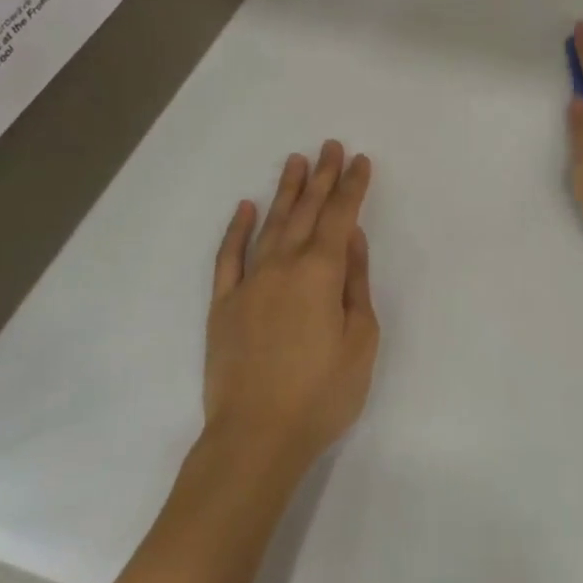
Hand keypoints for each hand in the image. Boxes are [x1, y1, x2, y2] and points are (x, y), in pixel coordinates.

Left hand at [204, 141, 378, 472]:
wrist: (256, 436)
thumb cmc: (322, 393)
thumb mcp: (360, 340)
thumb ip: (356, 284)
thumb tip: (354, 240)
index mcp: (321, 273)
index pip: (341, 217)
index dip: (352, 187)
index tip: (360, 160)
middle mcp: (282, 266)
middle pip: (306, 212)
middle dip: (322, 177)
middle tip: (330, 146)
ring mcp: (248, 283)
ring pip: (270, 225)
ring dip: (285, 192)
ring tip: (296, 162)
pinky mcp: (222, 305)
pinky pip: (229, 257)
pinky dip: (237, 230)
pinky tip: (246, 208)